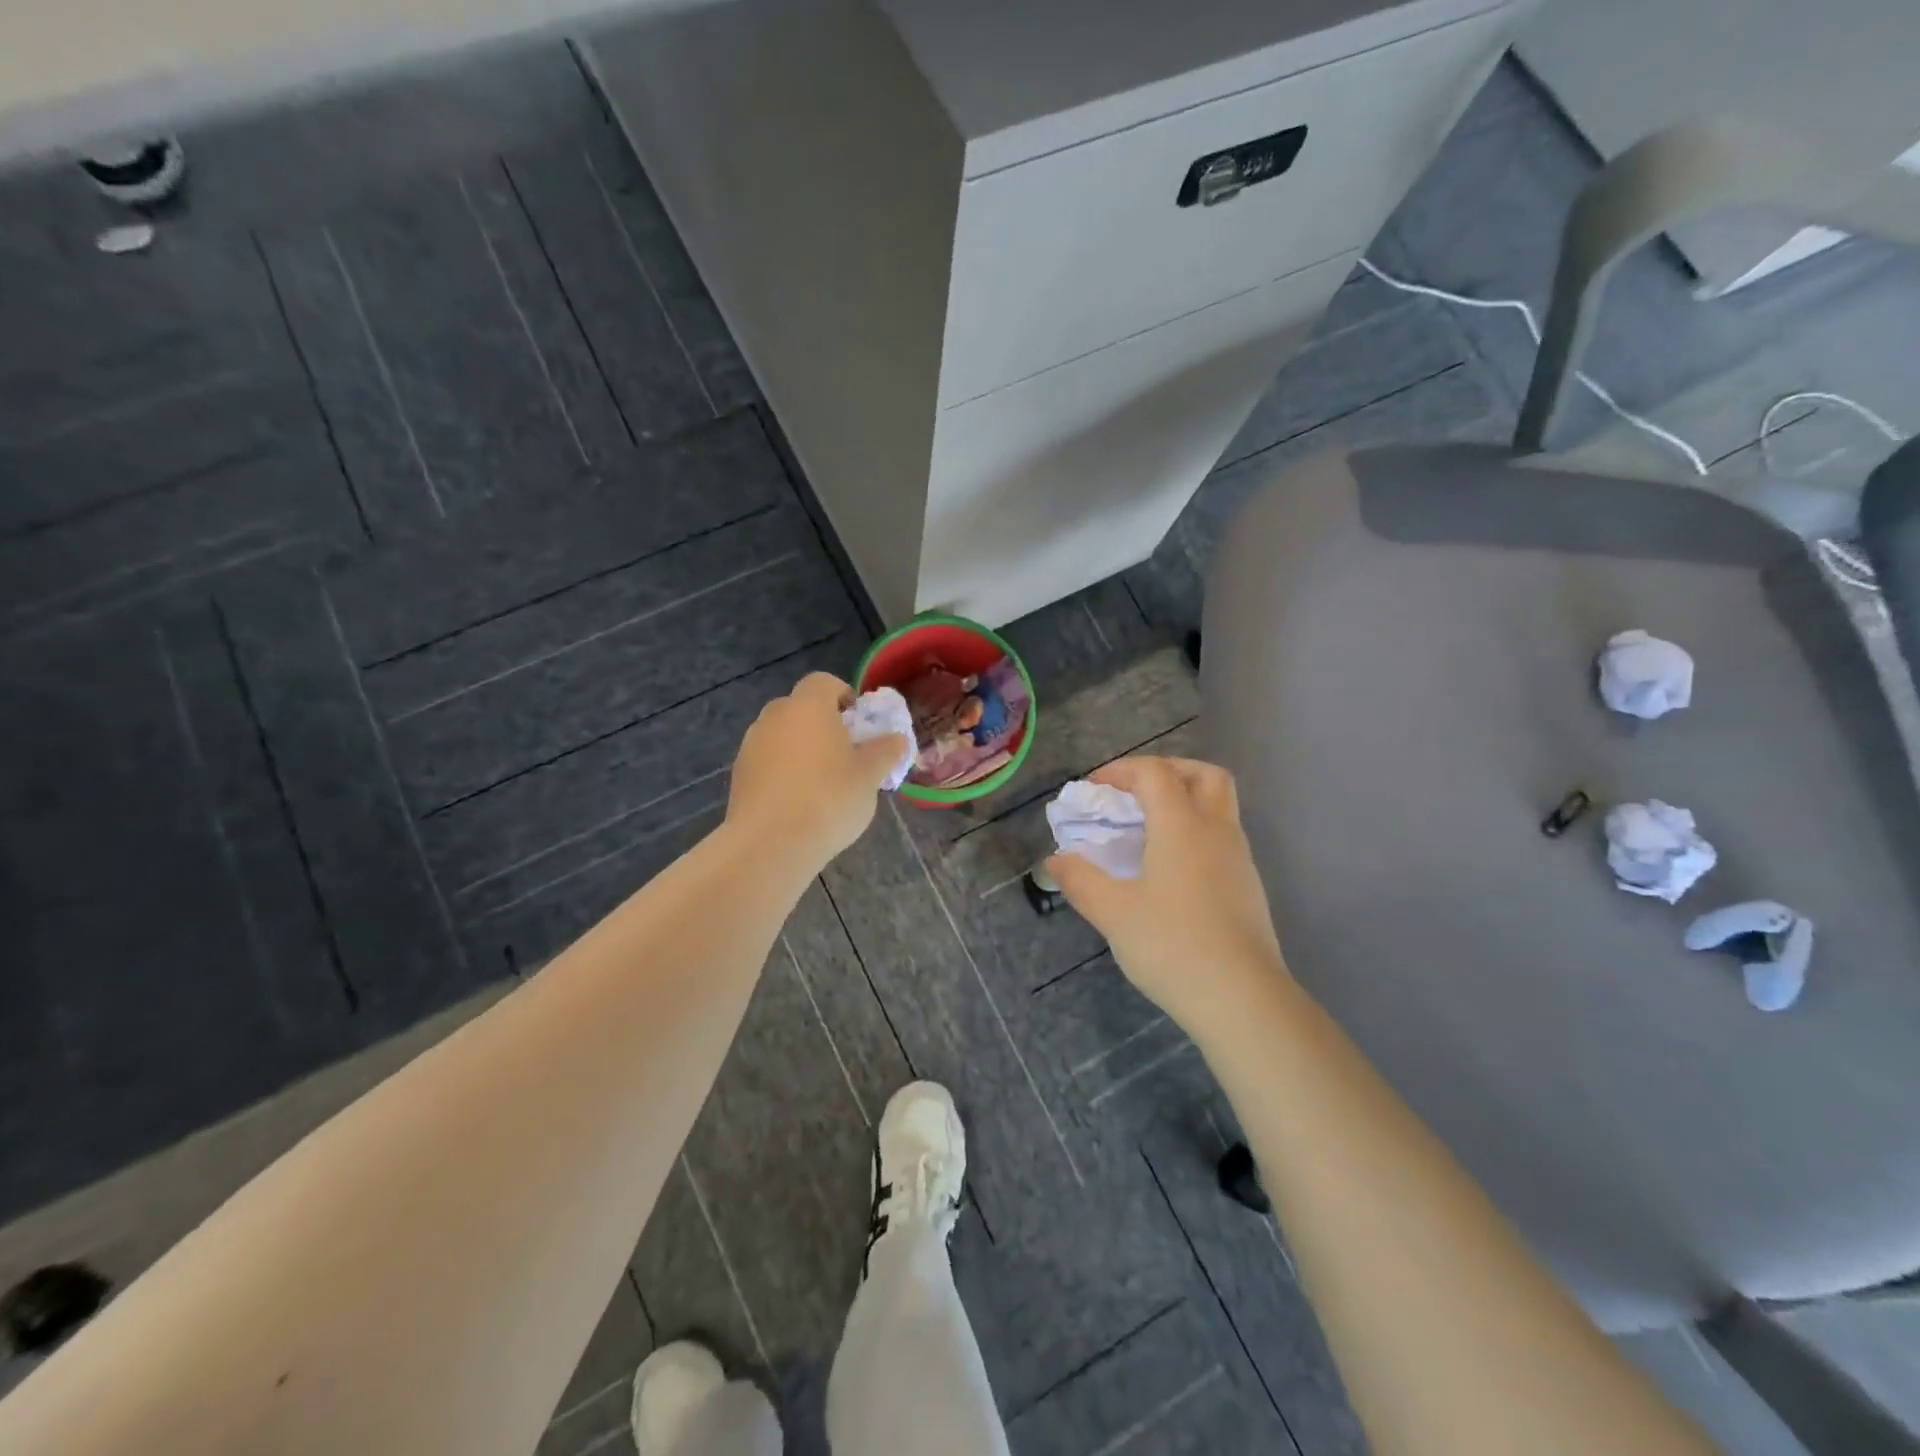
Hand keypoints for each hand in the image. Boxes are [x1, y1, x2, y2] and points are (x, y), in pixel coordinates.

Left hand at [727, 672, 910, 868]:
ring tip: (821, 783)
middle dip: (822, 724)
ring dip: (801, 749)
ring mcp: (751, 745)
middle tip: (844, 754)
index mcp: (808, 706)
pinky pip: (767, 761)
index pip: (824, 682)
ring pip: (782, 735)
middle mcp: (775, 716)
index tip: (859, 723)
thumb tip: (897, 739)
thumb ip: (886, 751)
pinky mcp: (739, 774)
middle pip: (801, 708)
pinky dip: (783, 771)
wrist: (770, 843)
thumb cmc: (829, 798)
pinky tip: (797, 802)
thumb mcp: (870, 776)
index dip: (844, 695)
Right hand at [1047, 756, 1287, 1041]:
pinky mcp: (1248, 887)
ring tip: (1146, 832)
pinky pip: (1221, 838)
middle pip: (1204, 775)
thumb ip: (1080, 880)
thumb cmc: (1172, 946)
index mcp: (1182, 826)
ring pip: (1218, 806)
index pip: (1155, 773)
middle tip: (1135, 793)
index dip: (1121, 771)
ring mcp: (1239, 859)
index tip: (1094, 789)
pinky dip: (1195, 833)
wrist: (1242, 999)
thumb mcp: (1113, 913)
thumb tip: (1055, 860)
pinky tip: (1170, 870)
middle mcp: (1216, 831)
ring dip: (1184, 802)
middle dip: (1167, 771)